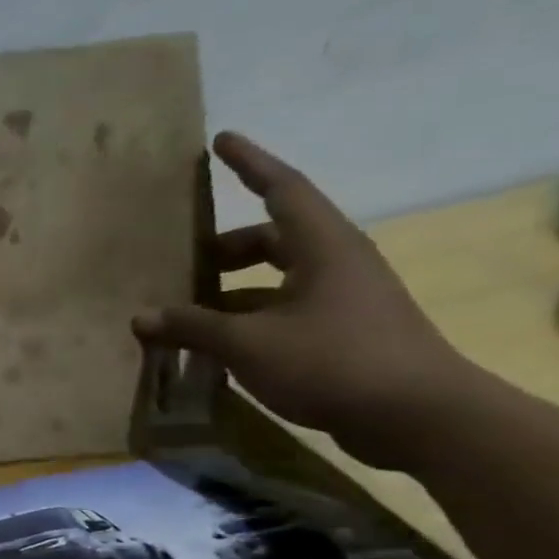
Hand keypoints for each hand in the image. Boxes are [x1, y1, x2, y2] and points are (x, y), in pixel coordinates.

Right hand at [132, 132, 471, 469]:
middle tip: (181, 259)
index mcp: (323, 248)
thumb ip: (191, 326)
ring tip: (183, 311)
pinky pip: (279, 311)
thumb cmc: (331, 361)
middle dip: (225, 247)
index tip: (221, 140)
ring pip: (273, 279)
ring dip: (228, 289)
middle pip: (272, 238)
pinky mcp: (340, 333)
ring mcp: (341, 300)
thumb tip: (141, 318)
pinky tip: (210, 345)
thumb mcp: (247, 343)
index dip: (250, 164)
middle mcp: (335, 265)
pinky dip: (243, 319)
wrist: (417, 417)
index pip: (281, 190)